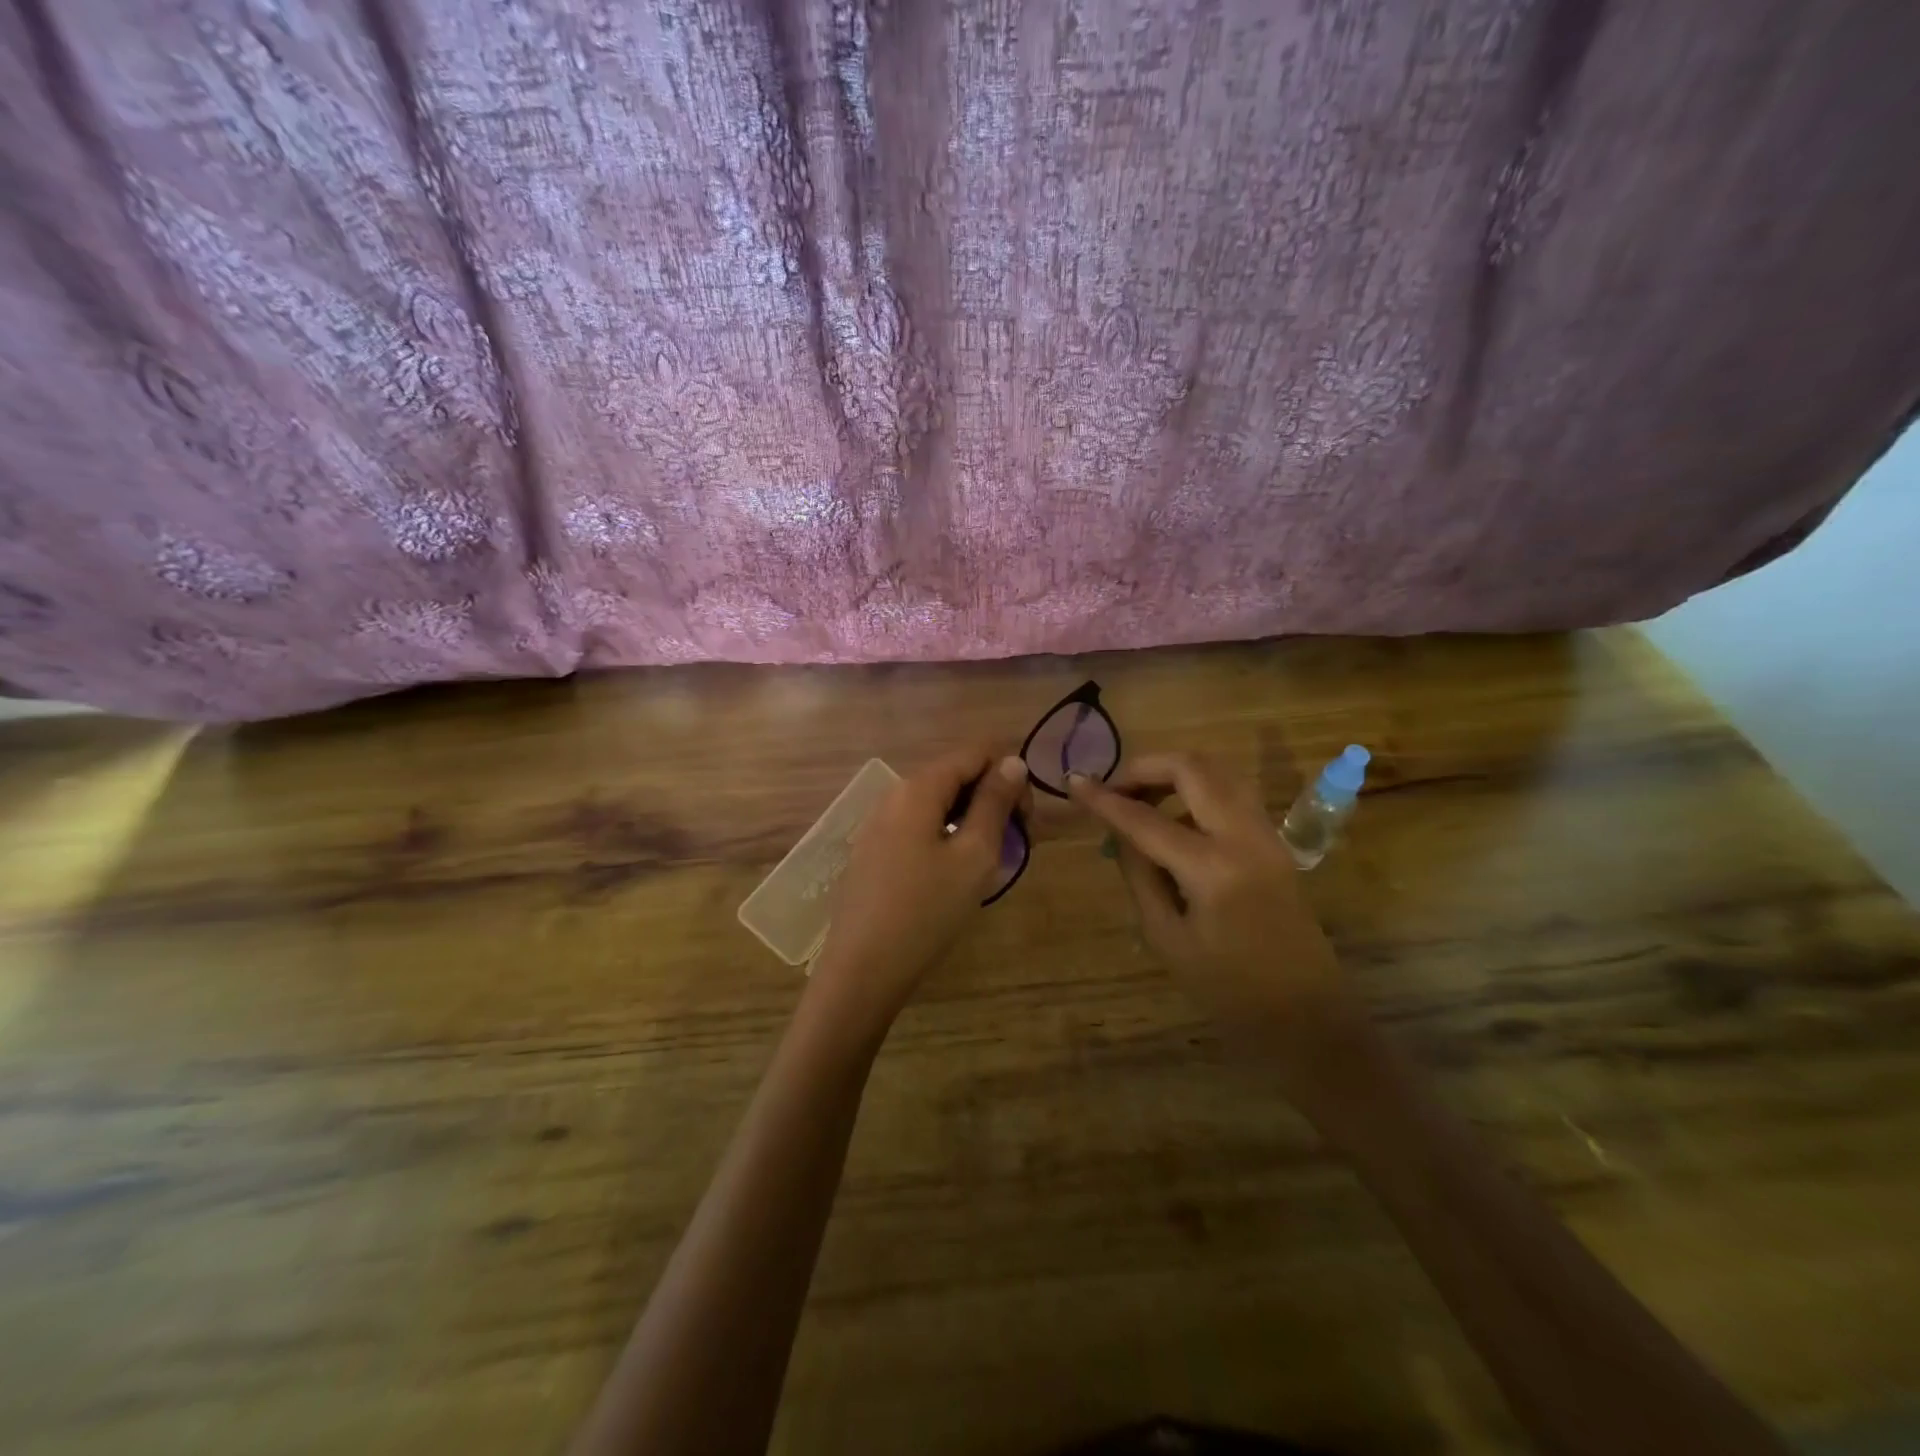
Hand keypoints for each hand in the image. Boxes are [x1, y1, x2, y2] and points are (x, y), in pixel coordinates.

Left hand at [811, 747, 1030, 1029]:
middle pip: (955, 774)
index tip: (1027, 819)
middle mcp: (894, 794)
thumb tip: (1012, 762)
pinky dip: (946, 834)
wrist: (863, 967)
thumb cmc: (927, 910)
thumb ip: (994, 803)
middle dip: (992, 797)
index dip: (1010, 774)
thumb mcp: (974, 855)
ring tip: (990, 859)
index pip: (975, 752)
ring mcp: (879, 822)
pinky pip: (919, 824)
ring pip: (937, 801)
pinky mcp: (873, 849)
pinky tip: (955, 871)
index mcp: (919, 787)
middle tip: (1016, 842)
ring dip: (971, 818)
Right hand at [1068, 754, 1354, 1051]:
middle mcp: (1244, 837)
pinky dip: (1197, 789)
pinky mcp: (1274, 841)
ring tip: (1140, 798)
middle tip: (1113, 789)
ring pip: (1217, 771)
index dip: (1104, 799)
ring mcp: (1266, 834)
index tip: (1074, 782)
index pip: (1145, 820)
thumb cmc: (1228, 990)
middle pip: (1191, 768)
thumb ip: (1140, 876)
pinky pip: (1231, 793)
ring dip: (1174, 773)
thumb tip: (1121, 834)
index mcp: (1212, 869)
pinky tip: (1173, 817)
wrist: (1306, 1015)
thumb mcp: (1167, 938)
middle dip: (1144, 768)